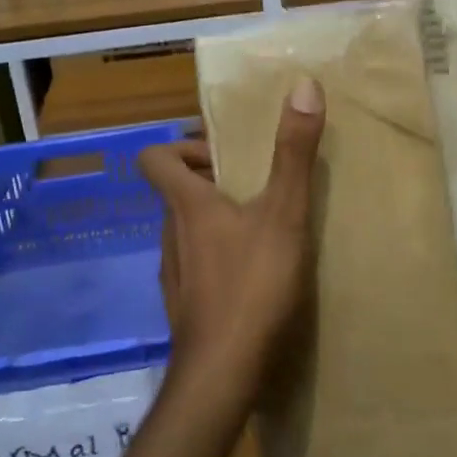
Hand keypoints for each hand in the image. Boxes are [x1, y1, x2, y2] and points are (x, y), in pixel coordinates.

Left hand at [138, 78, 325, 416]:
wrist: (223, 372)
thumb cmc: (252, 285)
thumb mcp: (284, 213)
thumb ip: (293, 152)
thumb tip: (302, 84)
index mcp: (186, 205)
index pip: (154, 158)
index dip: (181, 146)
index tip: (221, 155)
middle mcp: (170, 235)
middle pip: (175, 194)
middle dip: (210, 184)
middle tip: (255, 190)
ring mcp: (173, 274)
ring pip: (186, 232)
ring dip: (215, 223)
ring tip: (260, 232)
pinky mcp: (184, 307)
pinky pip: (195, 267)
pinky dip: (216, 260)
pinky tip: (251, 280)